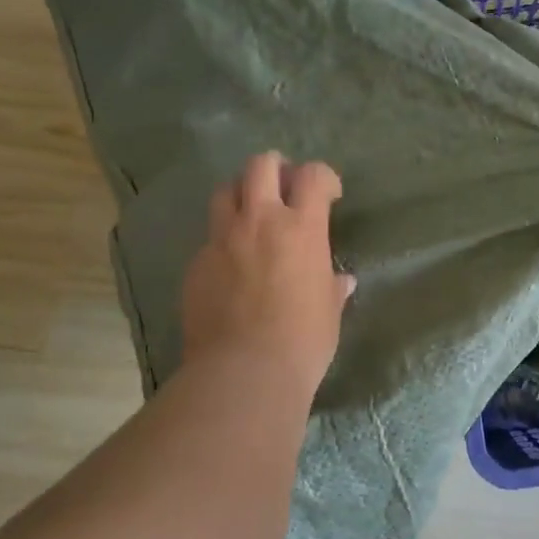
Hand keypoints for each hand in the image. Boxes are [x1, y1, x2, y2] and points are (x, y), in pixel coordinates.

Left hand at [180, 152, 355, 395]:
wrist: (244, 372)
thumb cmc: (303, 341)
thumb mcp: (329, 312)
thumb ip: (333, 288)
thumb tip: (342, 282)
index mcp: (301, 228)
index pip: (313, 176)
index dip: (323, 177)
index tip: (329, 194)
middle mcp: (259, 222)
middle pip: (260, 166)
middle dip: (275, 168)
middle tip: (284, 187)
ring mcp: (222, 240)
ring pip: (225, 191)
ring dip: (241, 194)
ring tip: (251, 215)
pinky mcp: (196, 265)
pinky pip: (209, 238)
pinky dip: (223, 240)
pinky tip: (231, 266)